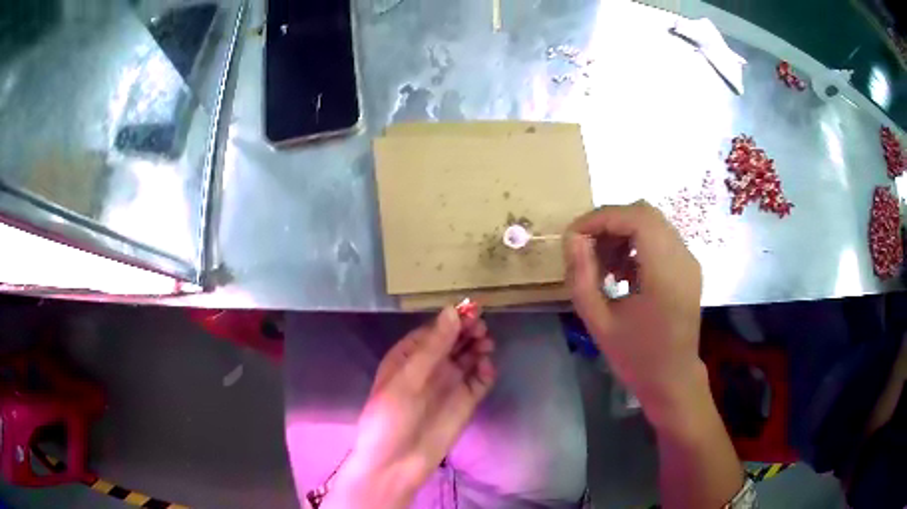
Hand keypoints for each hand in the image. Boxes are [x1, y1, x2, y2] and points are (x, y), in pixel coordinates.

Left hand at [325, 307, 495, 508]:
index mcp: (408, 357)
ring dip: (478, 347)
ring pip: (469, 357)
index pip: (434, 330)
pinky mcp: (465, 403)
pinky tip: (486, 368)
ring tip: (485, 344)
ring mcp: (449, 385)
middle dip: (468, 331)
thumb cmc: (391, 418)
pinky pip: (480, 380)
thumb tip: (452, 311)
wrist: (396, 464)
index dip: (452, 319)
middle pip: (454, 341)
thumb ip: (432, 347)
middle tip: (481, 328)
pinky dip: (486, 371)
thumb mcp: (407, 379)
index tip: (471, 309)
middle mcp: (430, 367)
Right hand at [564, 201, 704, 424]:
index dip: (601, 218)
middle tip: (586, 249)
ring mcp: (688, 261)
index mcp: (665, 274)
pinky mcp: (687, 266)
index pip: (636, 218)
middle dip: (610, 223)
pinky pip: (659, 238)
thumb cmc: (636, 357)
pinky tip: (622, 273)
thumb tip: (572, 239)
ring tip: (604, 266)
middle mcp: (683, 258)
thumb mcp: (599, 323)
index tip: (574, 237)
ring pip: (652, 223)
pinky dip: (636, 244)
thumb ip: (581, 278)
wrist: (673, 379)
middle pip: (645, 213)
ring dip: (622, 233)